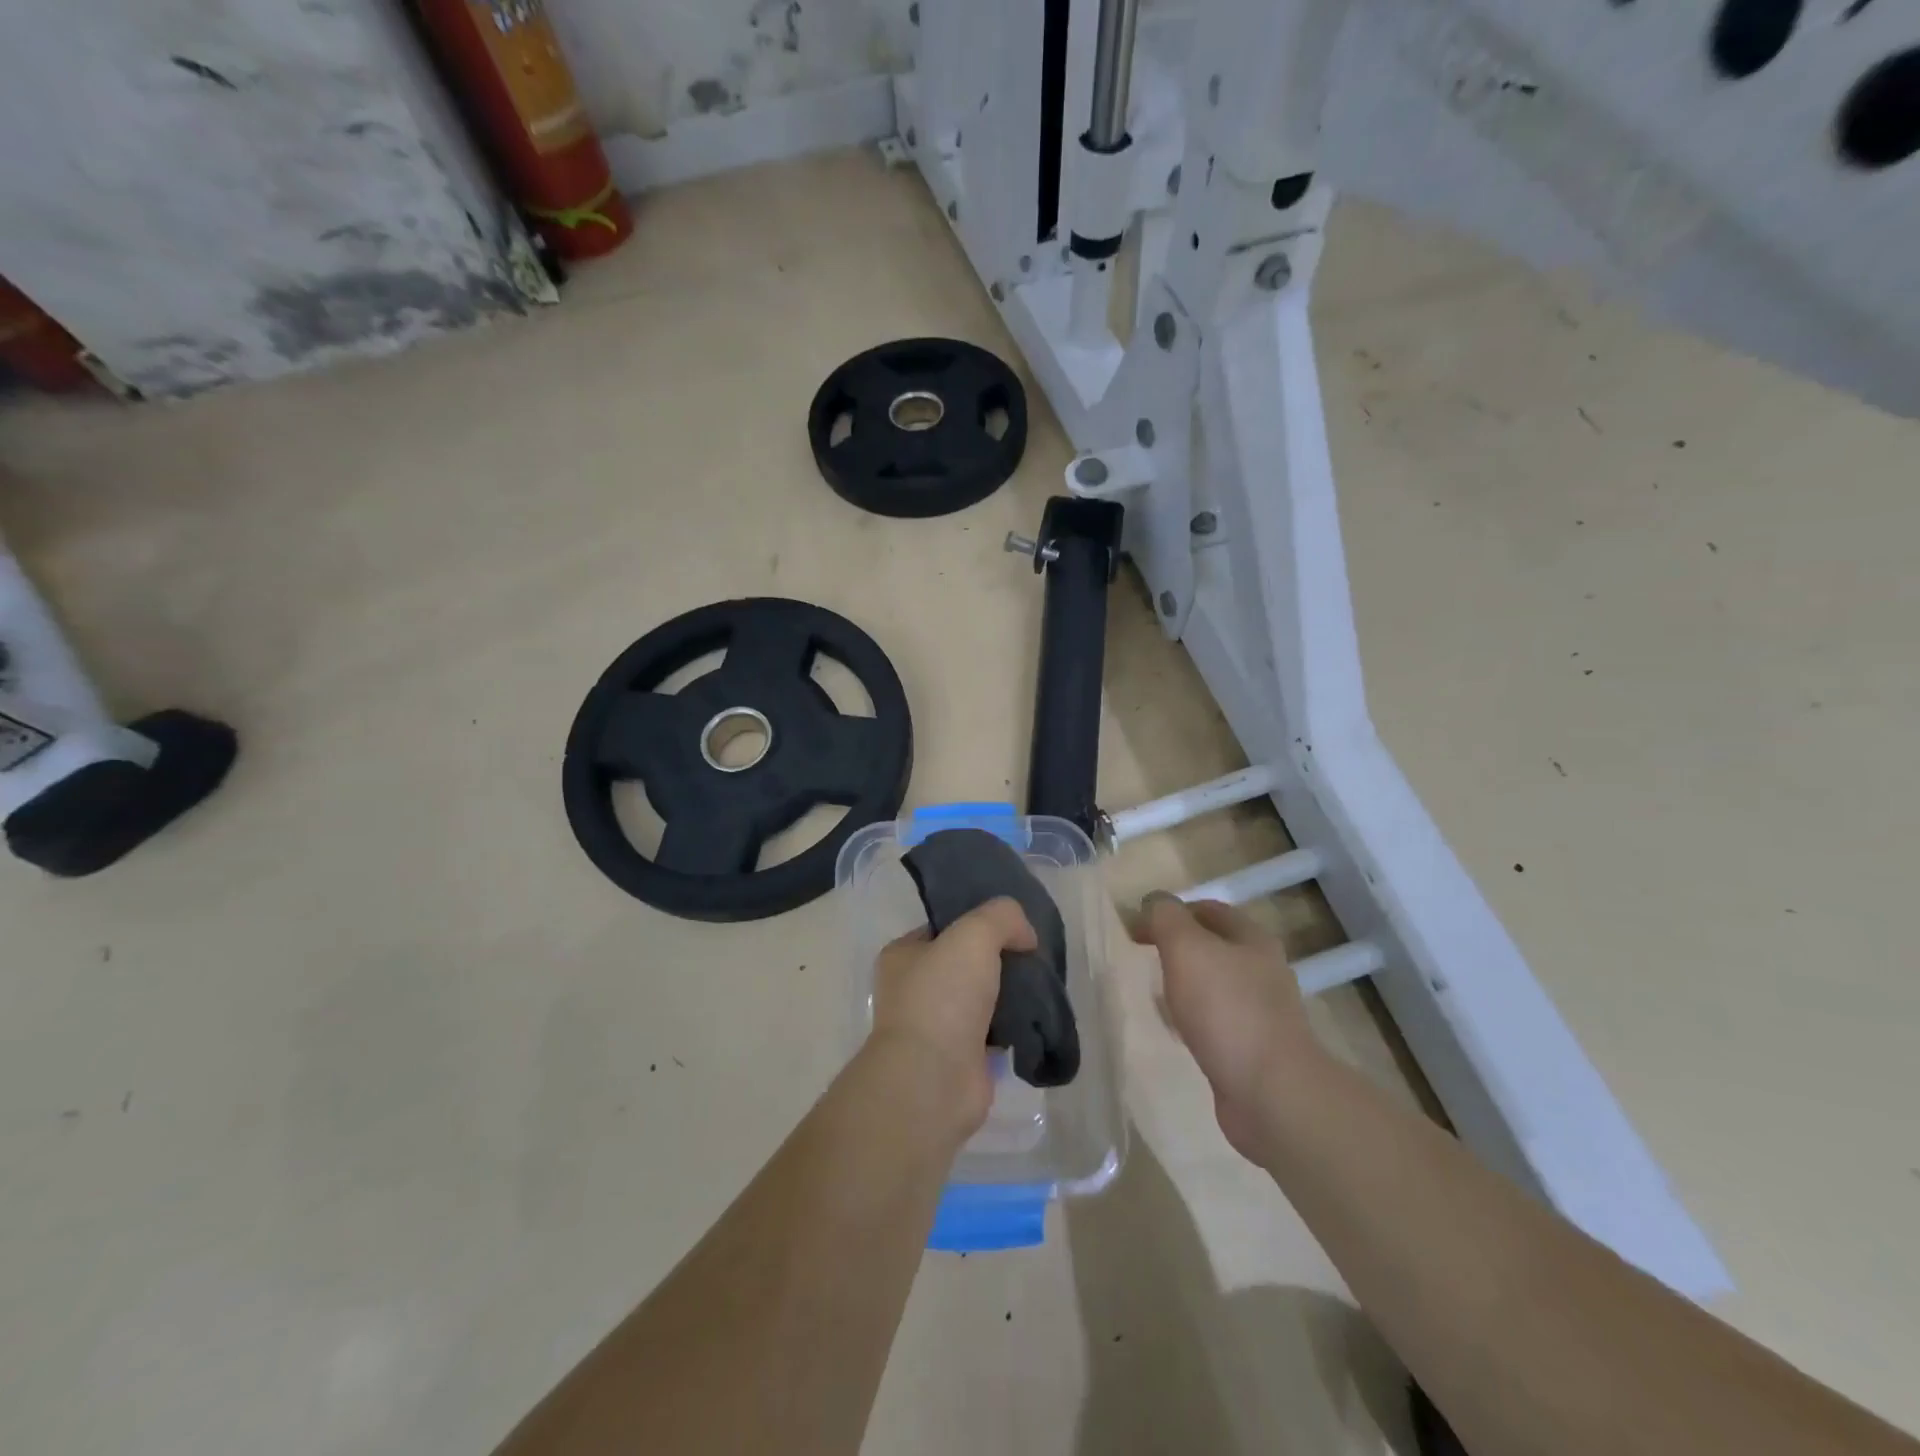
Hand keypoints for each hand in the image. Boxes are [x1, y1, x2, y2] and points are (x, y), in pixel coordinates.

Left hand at [870, 897, 1036, 1140]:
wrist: (935, 1080)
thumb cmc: (943, 997)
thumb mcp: (974, 934)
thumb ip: (1002, 917)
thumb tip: (1025, 936)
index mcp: (902, 955)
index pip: (945, 927)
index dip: (978, 921)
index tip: (1014, 925)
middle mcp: (914, 989)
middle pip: (966, 962)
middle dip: (1000, 959)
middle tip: (1034, 956)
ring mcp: (936, 1026)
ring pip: (982, 997)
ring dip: (1009, 994)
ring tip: (1041, 986)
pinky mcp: (961, 1058)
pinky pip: (994, 1031)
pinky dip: (1014, 1026)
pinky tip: (1036, 1017)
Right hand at [1133, 893, 1321, 1159]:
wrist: (1271, 1093)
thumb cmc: (1226, 1009)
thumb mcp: (1186, 947)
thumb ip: (1165, 917)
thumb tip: (1152, 902)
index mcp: (1252, 939)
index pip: (1208, 909)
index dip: (1171, 912)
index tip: (1137, 930)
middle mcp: (1262, 971)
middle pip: (1213, 947)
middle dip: (1177, 949)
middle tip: (1144, 960)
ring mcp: (1262, 1013)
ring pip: (1214, 986)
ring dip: (1185, 985)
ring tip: (1156, 995)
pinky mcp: (1254, 1049)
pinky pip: (1216, 1023)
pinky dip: (1194, 1020)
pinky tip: (1177, 1032)